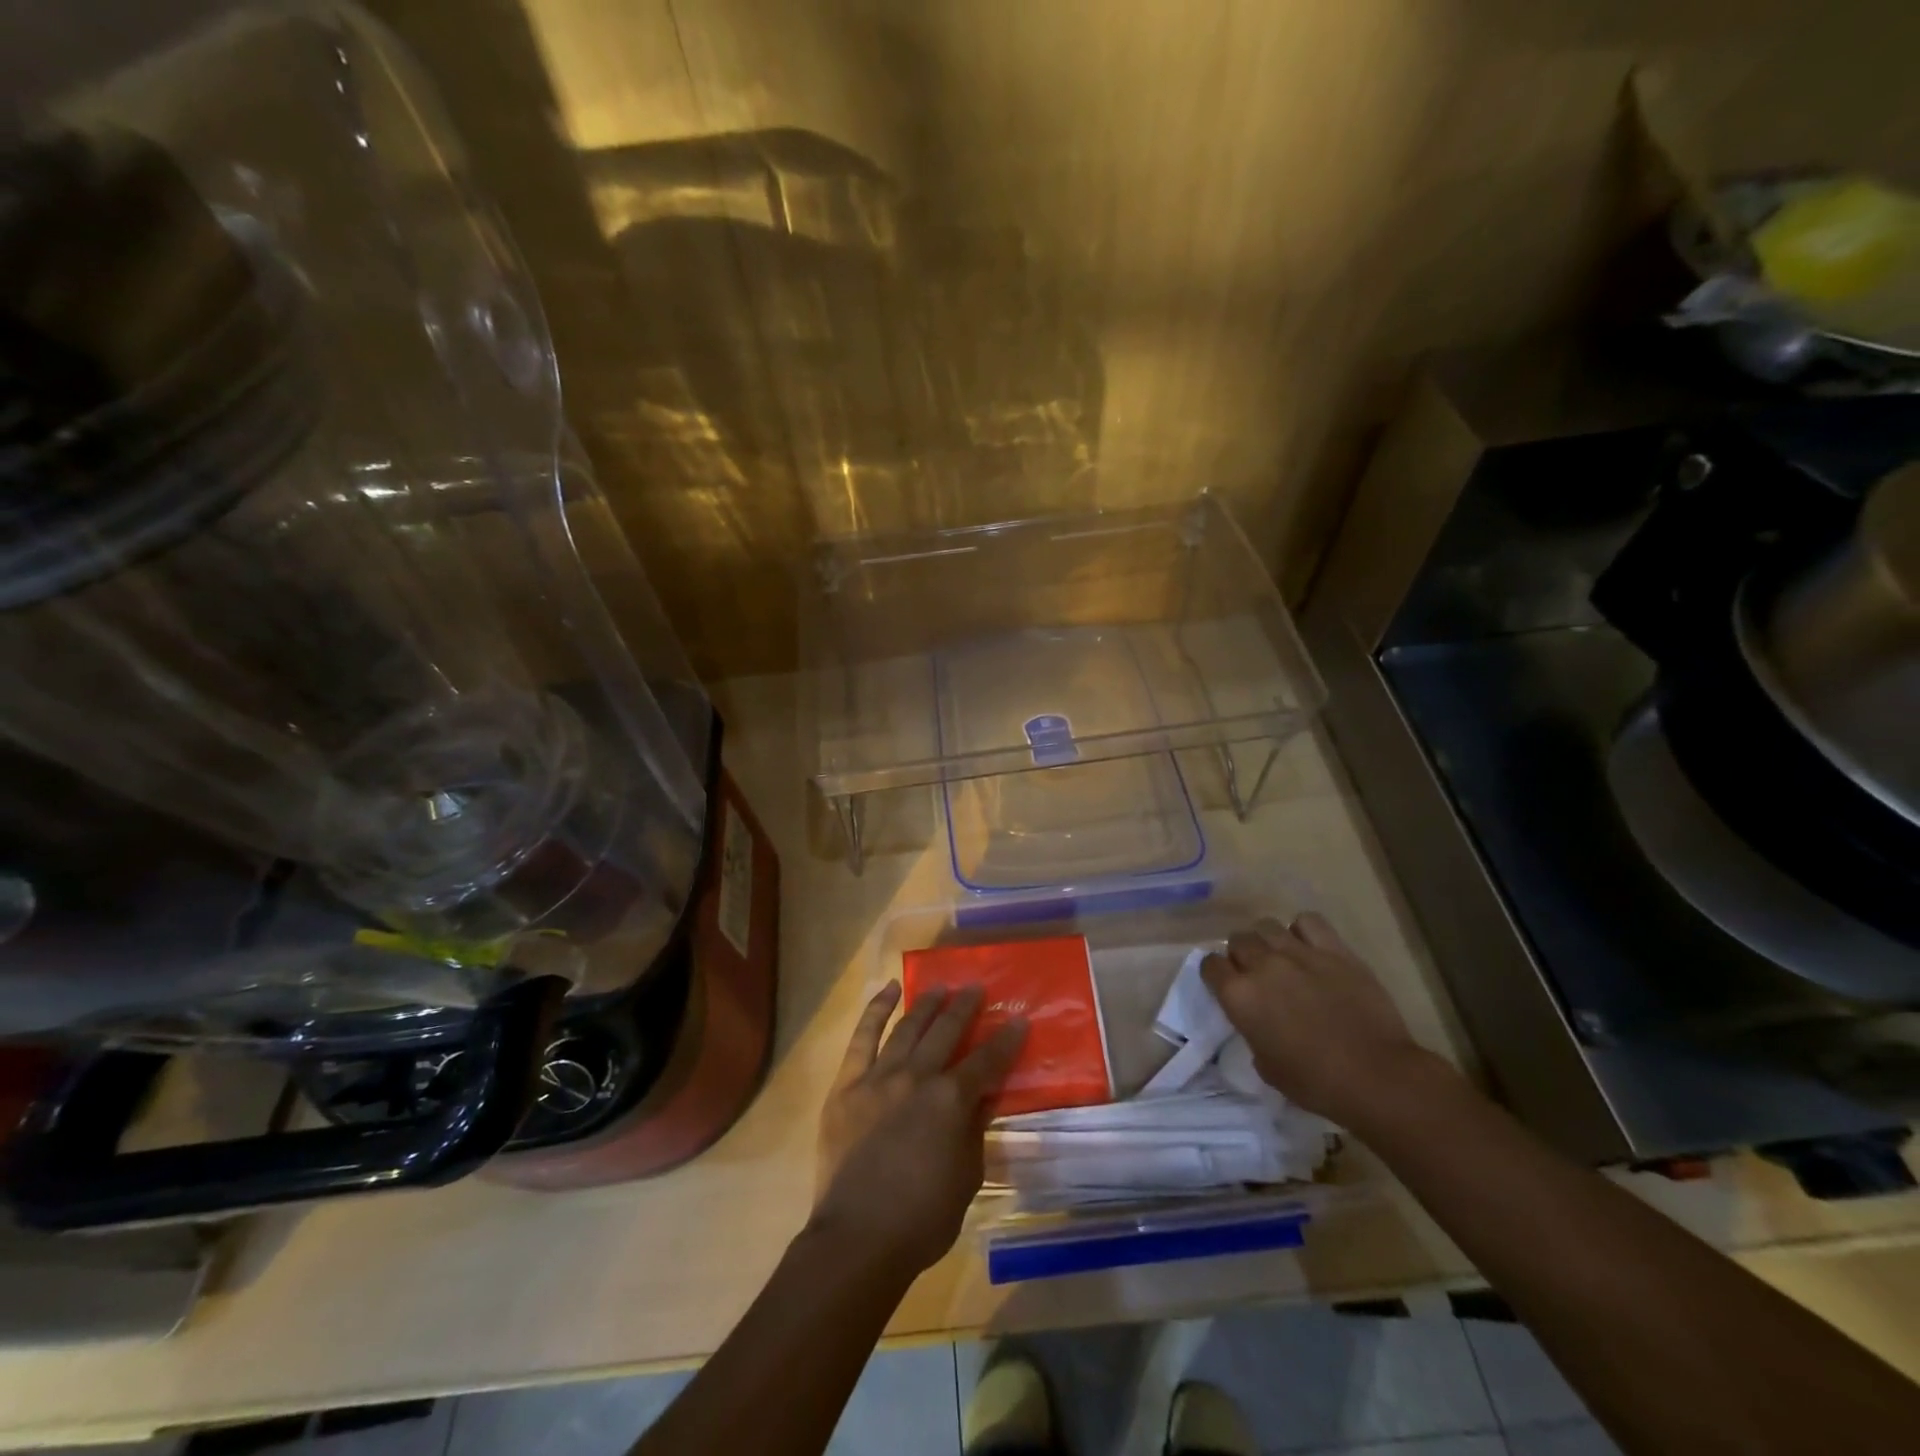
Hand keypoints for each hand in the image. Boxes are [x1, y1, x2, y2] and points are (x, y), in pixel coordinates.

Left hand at [811, 982, 1025, 1277]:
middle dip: (964, 1007)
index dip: (1006, 1041)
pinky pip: (863, 1038)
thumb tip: (981, 1099)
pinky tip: (888, 991)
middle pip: (946, 1032)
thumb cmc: (922, 1220)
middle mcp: (917, 1077)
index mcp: (951, 1101)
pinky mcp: (847, 1084)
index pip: (986, 1062)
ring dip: (926, 1004)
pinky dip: (876, 1011)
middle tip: (976, 988)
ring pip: (907, 1028)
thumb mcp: (967, 1178)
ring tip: (940, 985)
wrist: (858, 1239)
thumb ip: (974, 1132)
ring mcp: (879, 1077)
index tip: (1019, 1020)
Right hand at [1201, 911, 1443, 1131]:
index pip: (1210, 965)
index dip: (1216, 974)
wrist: (1376, 1077)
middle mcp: (1262, 965)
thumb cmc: (1315, 1083)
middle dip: (1241, 955)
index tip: (1226, 985)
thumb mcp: (1265, 1066)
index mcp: (1239, 995)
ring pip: (1267, 926)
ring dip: (1268, 941)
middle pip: (1238, 940)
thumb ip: (1252, 1031)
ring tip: (1281, 957)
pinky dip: (1303, 931)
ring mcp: (1299, 953)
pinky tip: (1310, 947)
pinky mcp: (1334, 950)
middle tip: (1256, 974)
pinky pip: (1308, 922)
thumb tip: (1257, 1019)